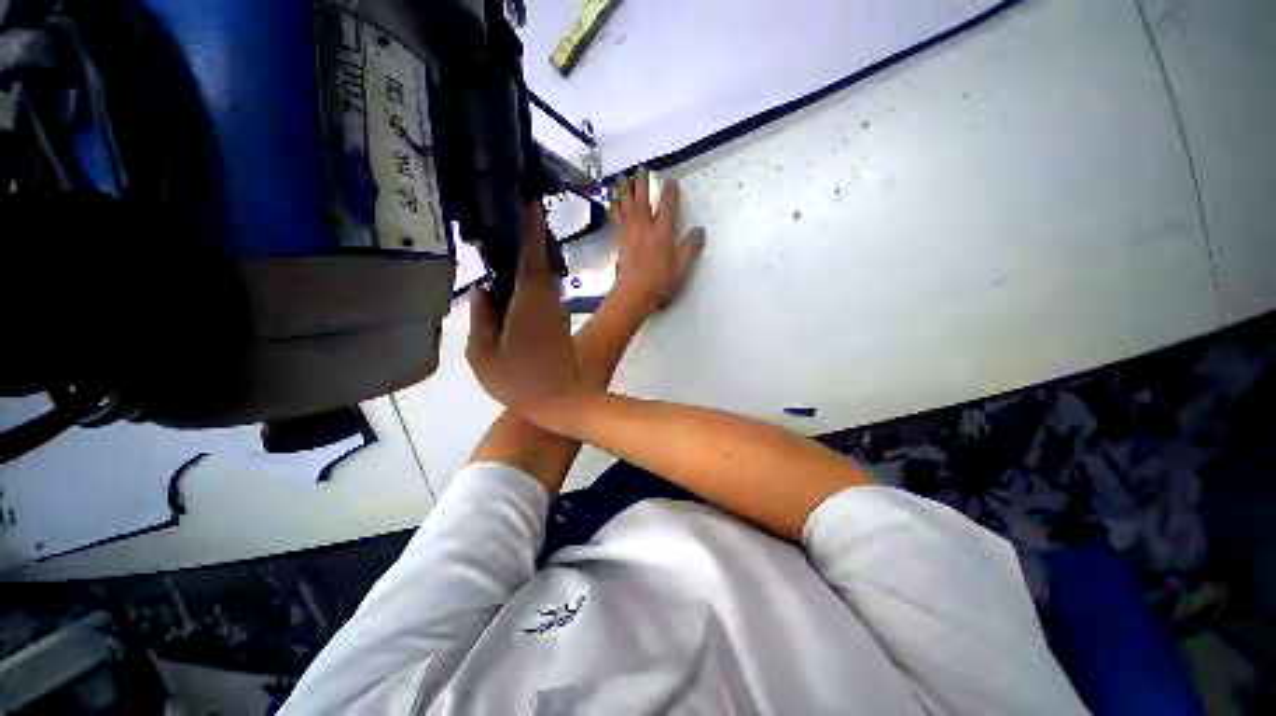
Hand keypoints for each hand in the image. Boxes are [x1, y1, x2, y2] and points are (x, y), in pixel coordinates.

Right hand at [467, 204, 581, 409]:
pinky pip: (546, 292)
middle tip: (513, 218)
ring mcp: (558, 312)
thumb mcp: (484, 355)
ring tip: (510, 244)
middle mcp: (548, 301)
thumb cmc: (518, 382)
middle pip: (541, 262)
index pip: (531, 257)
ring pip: (545, 276)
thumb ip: (480, 318)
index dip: (532, 229)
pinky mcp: (561, 322)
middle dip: (532, 238)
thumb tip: (481, 288)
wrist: (559, 402)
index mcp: (528, 303)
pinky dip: (534, 280)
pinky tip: (518, 280)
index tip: (531, 204)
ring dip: (534, 258)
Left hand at [613, 170, 705, 312]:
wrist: (633, 294)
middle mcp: (646, 229)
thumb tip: (700, 230)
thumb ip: (691, 248)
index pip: (668, 207)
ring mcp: (631, 234)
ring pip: (628, 207)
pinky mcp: (621, 242)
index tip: (671, 182)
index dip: (670, 193)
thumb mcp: (682, 268)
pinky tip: (614, 203)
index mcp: (663, 234)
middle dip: (643, 183)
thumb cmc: (660, 283)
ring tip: (622, 177)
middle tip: (641, 168)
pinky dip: (616, 209)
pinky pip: (618, 220)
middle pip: (643, 201)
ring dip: (625, 191)